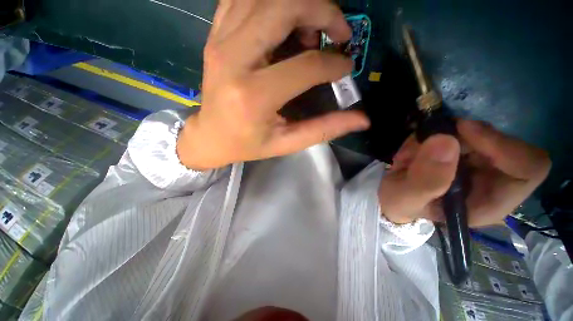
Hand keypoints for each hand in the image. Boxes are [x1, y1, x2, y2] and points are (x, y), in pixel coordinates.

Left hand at [177, 0, 369, 169]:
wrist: (210, 136)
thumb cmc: (247, 144)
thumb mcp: (286, 143)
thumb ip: (323, 129)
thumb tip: (361, 119)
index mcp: (254, 96)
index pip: (306, 67)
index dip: (333, 64)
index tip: (345, 68)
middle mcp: (234, 60)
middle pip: (284, 8)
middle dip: (322, 10)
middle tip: (338, 32)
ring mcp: (220, 42)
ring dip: (298, 2)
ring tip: (312, 28)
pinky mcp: (215, 36)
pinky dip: (271, 1)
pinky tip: (284, 21)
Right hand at [379, 120, 550, 225]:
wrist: (393, 196)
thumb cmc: (402, 204)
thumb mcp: (405, 199)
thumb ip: (424, 181)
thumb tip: (445, 141)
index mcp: (490, 202)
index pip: (528, 168)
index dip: (503, 145)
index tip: (463, 130)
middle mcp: (495, 181)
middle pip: (502, 142)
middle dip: (460, 137)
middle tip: (425, 140)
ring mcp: (481, 164)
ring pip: (477, 132)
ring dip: (439, 135)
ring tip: (410, 153)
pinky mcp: (466, 152)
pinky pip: (458, 130)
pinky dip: (433, 133)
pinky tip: (414, 150)